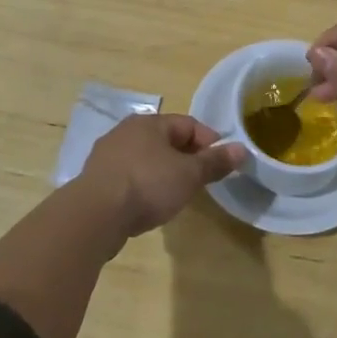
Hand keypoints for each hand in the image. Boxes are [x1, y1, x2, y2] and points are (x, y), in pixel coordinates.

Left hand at [76, 114, 246, 237]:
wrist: (95, 215)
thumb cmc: (147, 185)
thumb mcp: (189, 175)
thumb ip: (214, 162)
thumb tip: (241, 149)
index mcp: (149, 123)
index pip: (188, 124)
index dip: (209, 141)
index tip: (221, 163)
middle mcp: (126, 131)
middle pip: (165, 140)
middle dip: (186, 157)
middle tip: (200, 180)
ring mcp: (107, 155)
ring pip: (145, 158)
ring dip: (163, 172)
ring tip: (176, 194)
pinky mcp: (96, 179)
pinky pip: (128, 175)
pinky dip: (143, 185)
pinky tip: (147, 203)